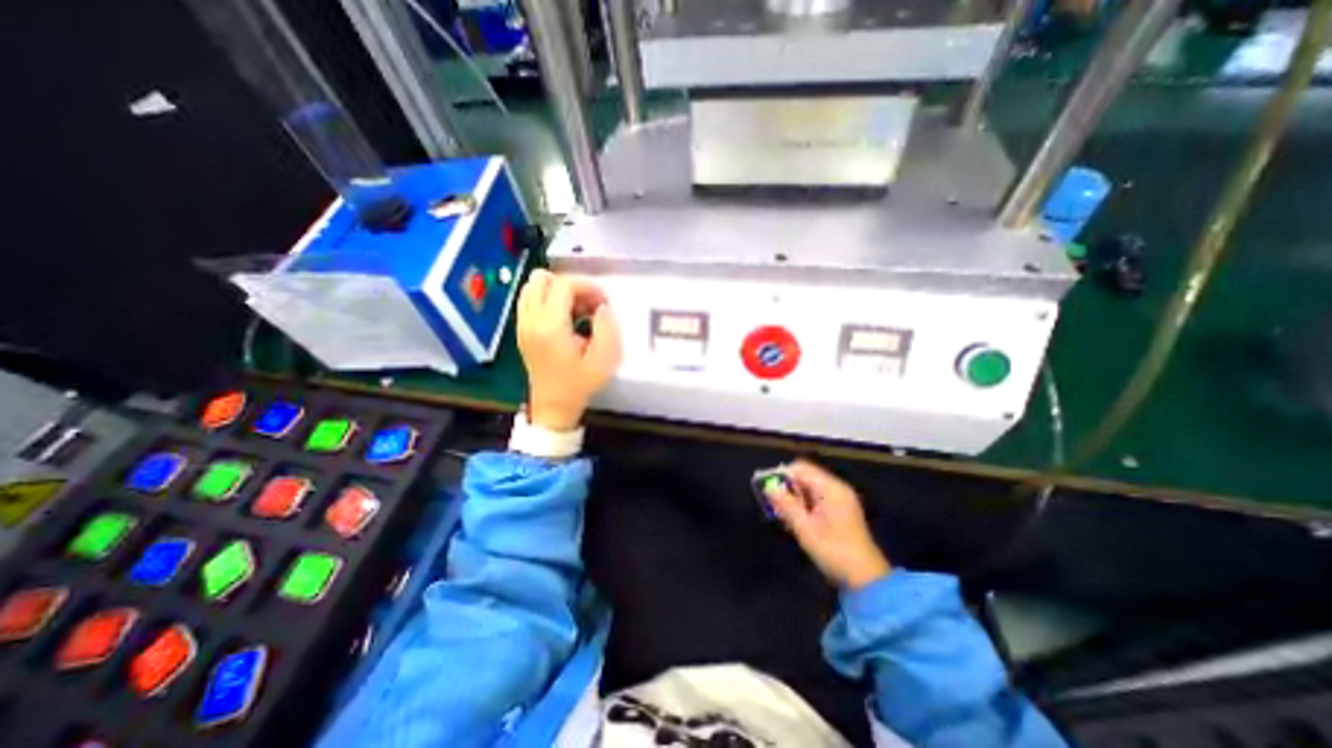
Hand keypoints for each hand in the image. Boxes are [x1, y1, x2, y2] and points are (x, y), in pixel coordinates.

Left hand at [519, 269, 623, 431]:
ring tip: (576, 309)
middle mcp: (531, 321)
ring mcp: (523, 325)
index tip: (603, 301)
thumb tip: (602, 307)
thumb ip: (607, 328)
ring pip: (532, 287)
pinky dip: (546, 299)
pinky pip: (529, 300)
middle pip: (542, 280)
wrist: (553, 407)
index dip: (587, 286)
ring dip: (556, 290)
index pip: (563, 285)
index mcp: (550, 327)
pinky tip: (563, 317)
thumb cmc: (579, 385)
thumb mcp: (603, 360)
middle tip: (589, 303)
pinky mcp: (522, 330)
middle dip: (570, 285)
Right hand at [767, 461, 886, 589]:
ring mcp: (841, 499)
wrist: (866, 579)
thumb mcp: (805, 529)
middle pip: (806, 476)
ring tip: (785, 515)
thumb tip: (769, 488)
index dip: (782, 475)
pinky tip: (799, 520)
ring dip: (796, 497)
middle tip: (775, 505)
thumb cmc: (834, 552)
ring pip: (810, 487)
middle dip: (788, 487)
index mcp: (831, 489)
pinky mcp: (841, 510)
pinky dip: (805, 504)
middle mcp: (837, 488)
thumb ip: (786, 505)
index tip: (768, 489)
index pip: (801, 468)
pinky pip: (818, 497)